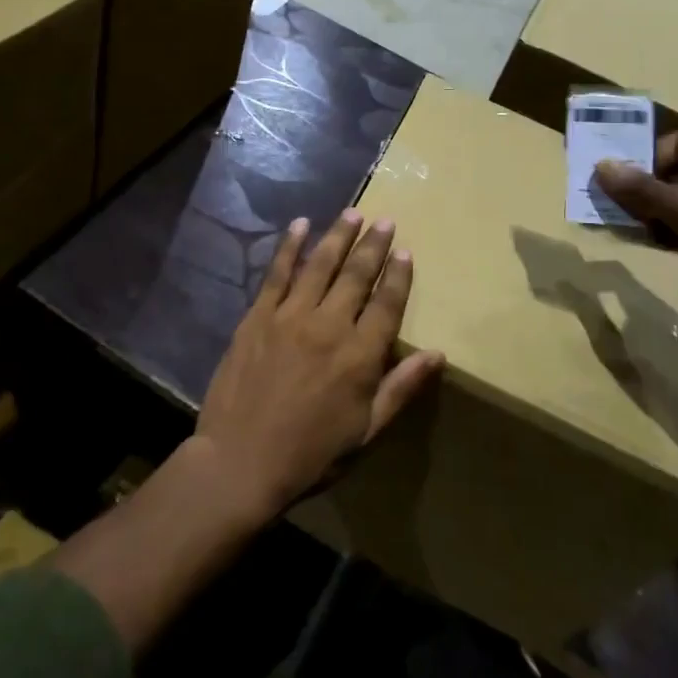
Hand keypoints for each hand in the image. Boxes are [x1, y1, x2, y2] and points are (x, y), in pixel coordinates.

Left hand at [193, 209, 443, 523]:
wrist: (239, 463)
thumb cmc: (310, 455)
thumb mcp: (366, 432)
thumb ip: (401, 388)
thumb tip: (438, 354)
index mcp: (360, 356)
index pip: (387, 303)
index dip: (398, 275)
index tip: (406, 250)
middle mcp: (329, 325)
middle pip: (357, 275)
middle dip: (373, 245)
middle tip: (385, 220)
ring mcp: (290, 316)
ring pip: (320, 264)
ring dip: (339, 236)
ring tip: (353, 214)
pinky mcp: (258, 316)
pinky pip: (277, 272)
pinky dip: (290, 245)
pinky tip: (301, 224)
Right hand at [595, 134, 677, 301]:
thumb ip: (643, 189)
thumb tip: (600, 166)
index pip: (673, 144)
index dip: (645, 159)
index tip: (619, 183)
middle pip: (672, 173)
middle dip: (640, 189)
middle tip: (608, 206)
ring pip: (676, 204)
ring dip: (649, 214)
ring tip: (619, 226)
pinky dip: (664, 234)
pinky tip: (643, 244)